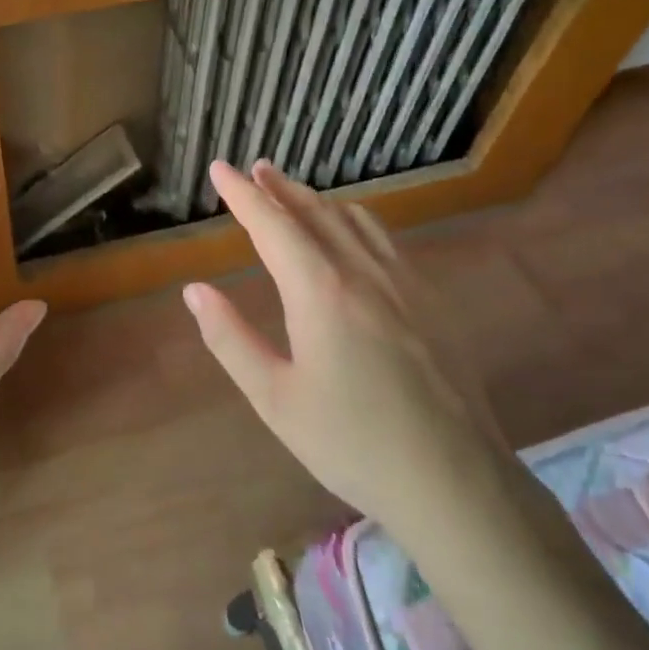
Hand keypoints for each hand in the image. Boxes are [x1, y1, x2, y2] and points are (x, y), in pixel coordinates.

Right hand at [182, 160, 507, 526]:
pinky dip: (354, 221)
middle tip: (256, 169)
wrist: (454, 481)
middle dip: (280, 187)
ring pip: (355, 220)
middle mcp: (363, 272)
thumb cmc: (352, 443)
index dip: (242, 194)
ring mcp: (404, 282)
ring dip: (318, 200)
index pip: (272, 225)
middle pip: (316, 212)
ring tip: (295, 193)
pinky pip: (385, 240)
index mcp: (319, 291)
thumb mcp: (275, 399)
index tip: (220, 168)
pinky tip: (352, 234)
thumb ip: (230, 339)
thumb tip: (194, 291)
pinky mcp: (431, 301)